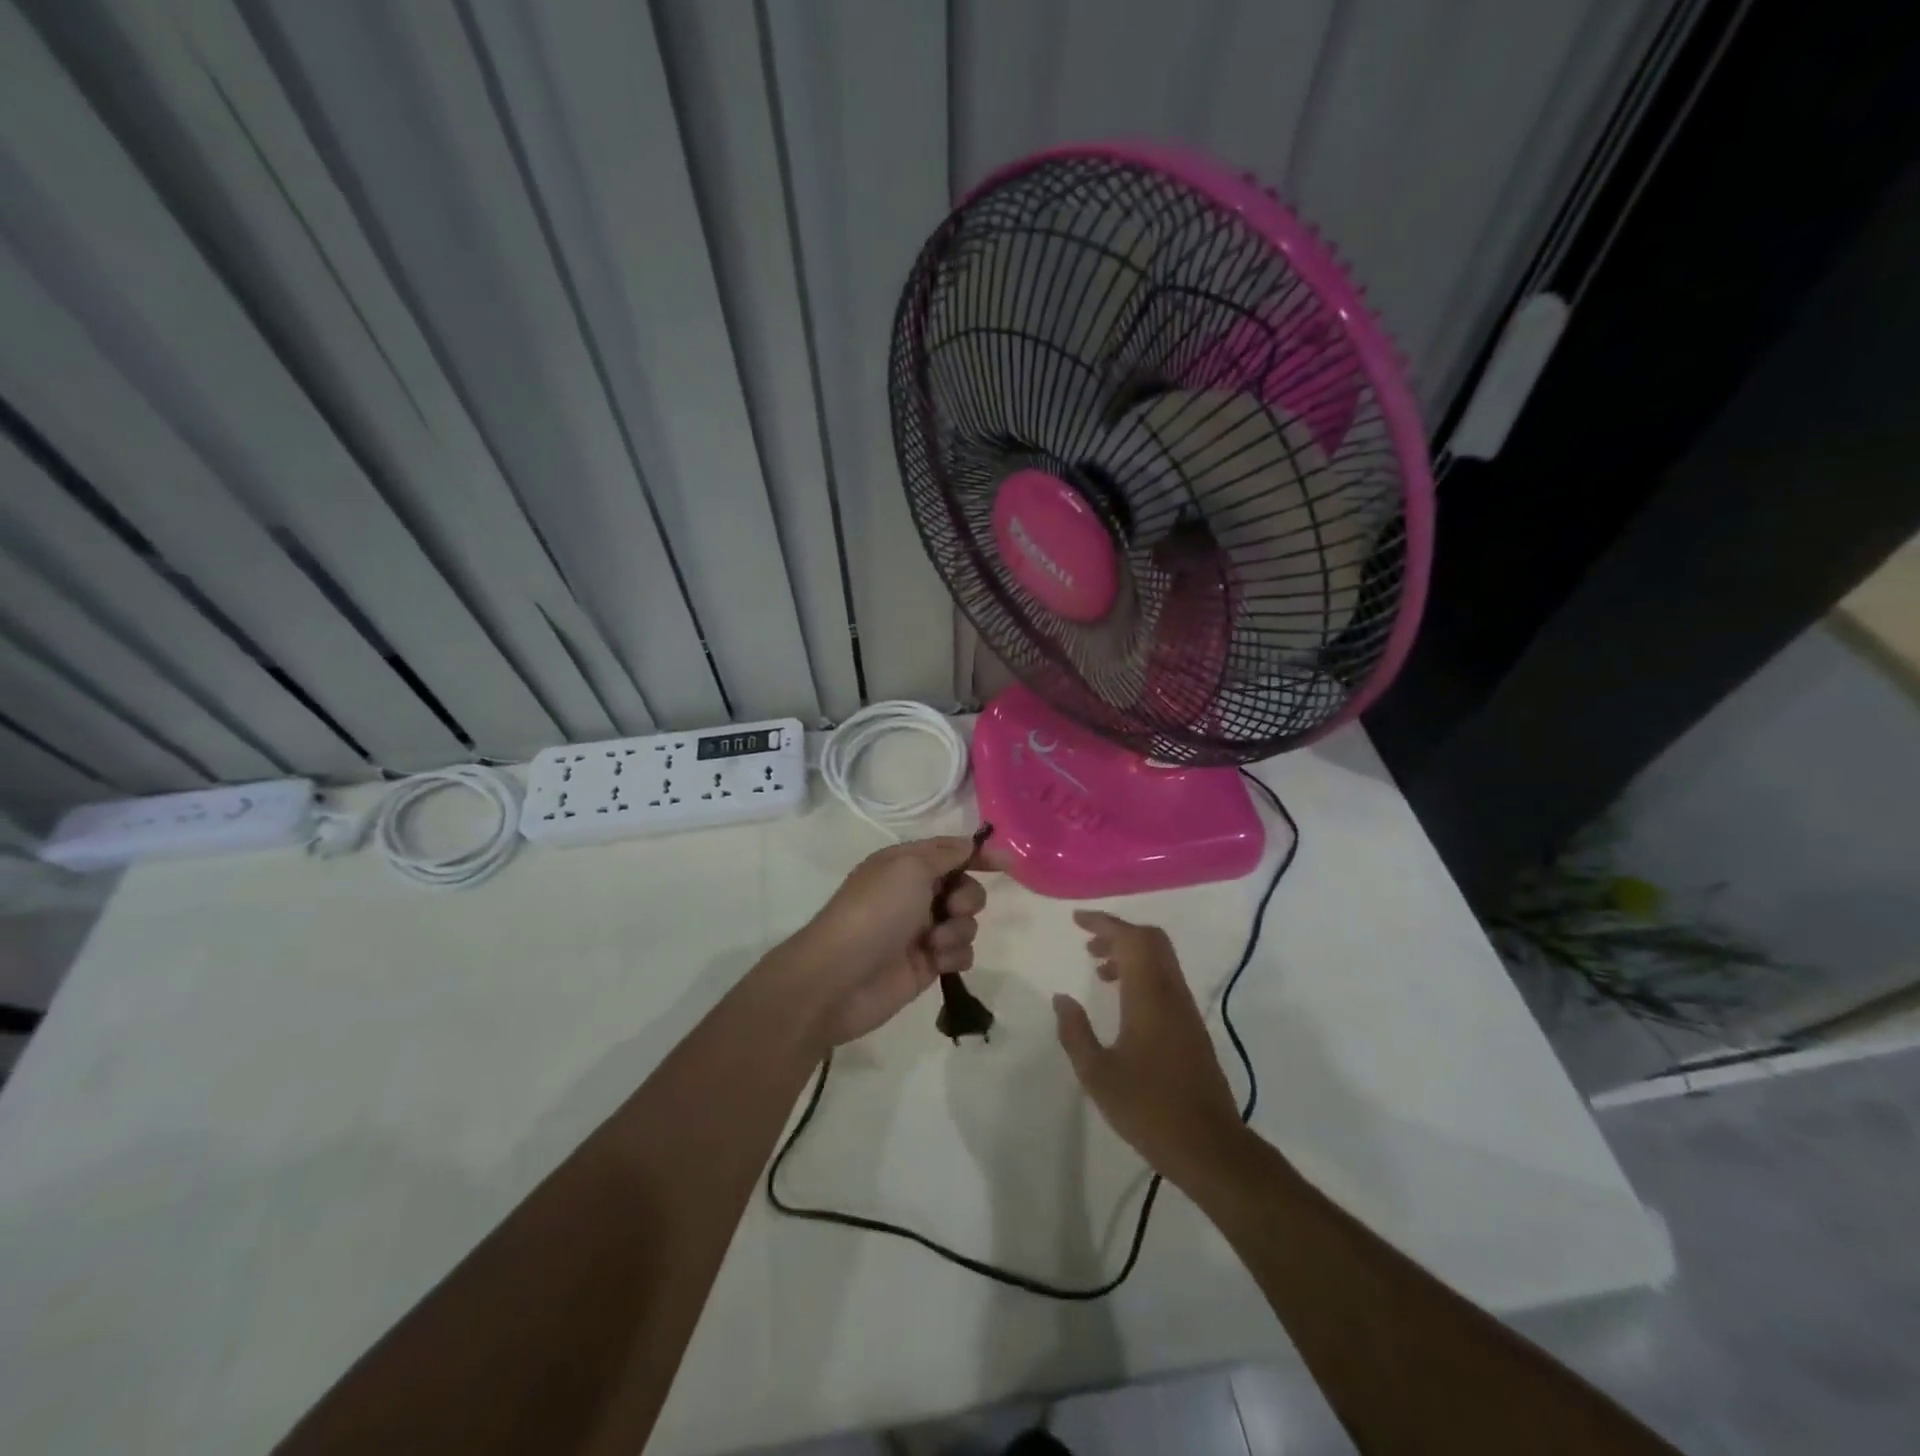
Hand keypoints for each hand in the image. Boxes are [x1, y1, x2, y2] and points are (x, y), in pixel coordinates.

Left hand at [780, 836, 1001, 1049]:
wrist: (839, 978)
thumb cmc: (874, 912)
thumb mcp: (909, 868)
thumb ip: (945, 854)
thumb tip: (970, 844)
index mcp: (905, 865)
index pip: (950, 852)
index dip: (979, 854)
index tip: (1008, 864)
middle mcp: (915, 894)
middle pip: (965, 887)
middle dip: (967, 897)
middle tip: (949, 908)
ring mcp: (921, 930)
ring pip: (967, 922)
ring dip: (958, 929)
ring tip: (933, 942)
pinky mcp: (927, 964)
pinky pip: (961, 953)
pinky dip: (953, 955)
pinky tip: (935, 961)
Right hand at [1053, 911, 1246, 1186]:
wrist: (1208, 1145)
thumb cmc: (1148, 1108)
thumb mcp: (1097, 1074)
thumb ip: (1075, 1032)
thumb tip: (1061, 998)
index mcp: (1149, 996)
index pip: (1130, 939)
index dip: (1103, 923)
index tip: (1077, 920)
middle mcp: (1171, 993)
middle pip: (1151, 940)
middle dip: (1119, 933)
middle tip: (1088, 943)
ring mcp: (1185, 1009)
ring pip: (1160, 959)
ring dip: (1130, 953)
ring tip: (1099, 970)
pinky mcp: (1191, 1027)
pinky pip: (1166, 979)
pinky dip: (1142, 973)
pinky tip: (1123, 1000)